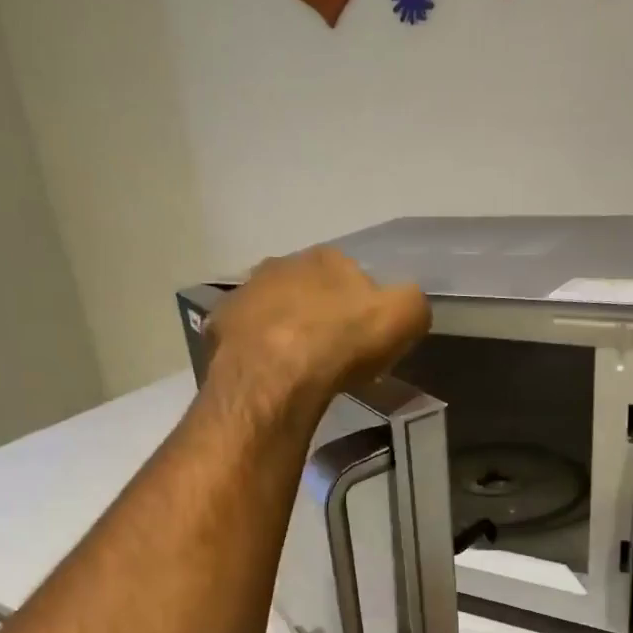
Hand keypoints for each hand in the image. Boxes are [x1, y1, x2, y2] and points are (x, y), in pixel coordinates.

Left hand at [207, 248, 429, 413]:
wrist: (277, 375)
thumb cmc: (343, 343)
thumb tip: (405, 306)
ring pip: (272, 310)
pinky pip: (245, 338)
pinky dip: (256, 351)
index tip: (365, 337)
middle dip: (319, 314)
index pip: (350, 273)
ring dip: (285, 330)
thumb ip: (411, 304)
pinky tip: (268, 375)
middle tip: (331, 353)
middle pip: (307, 289)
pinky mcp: (220, 327)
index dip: (361, 305)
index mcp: (326, 257)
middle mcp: (281, 264)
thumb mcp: (404, 317)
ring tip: (298, 367)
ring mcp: (245, 294)